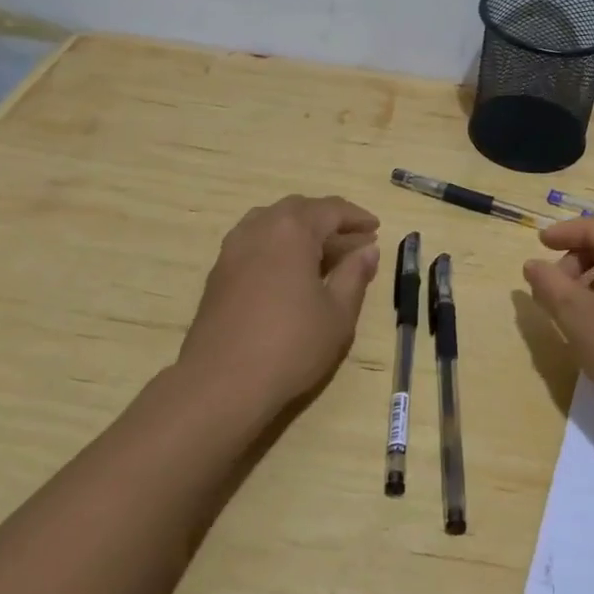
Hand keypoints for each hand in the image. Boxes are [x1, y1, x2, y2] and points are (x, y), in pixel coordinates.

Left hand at [179, 195, 380, 420]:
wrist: (220, 384)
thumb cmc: (290, 345)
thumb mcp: (338, 313)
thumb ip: (355, 274)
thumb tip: (368, 249)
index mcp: (292, 230)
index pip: (331, 209)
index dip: (356, 217)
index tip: (376, 228)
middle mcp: (259, 228)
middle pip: (299, 209)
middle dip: (328, 220)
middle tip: (353, 239)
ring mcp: (233, 249)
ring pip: (272, 222)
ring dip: (300, 229)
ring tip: (321, 252)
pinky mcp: (218, 272)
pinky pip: (254, 242)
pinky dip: (278, 245)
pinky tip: (289, 271)